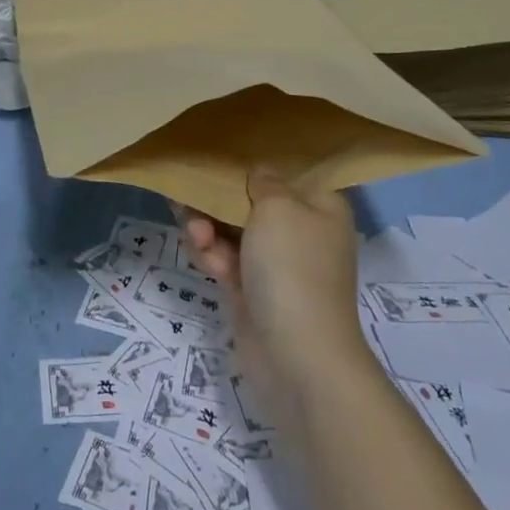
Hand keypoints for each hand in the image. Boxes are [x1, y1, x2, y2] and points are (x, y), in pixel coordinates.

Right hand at [180, 169, 375, 394]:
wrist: (295, 353)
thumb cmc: (292, 266)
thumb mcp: (279, 206)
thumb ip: (263, 181)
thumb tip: (260, 173)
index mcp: (320, 207)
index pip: (286, 175)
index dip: (254, 165)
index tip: (220, 156)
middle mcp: (301, 232)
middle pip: (251, 202)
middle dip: (218, 201)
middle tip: (189, 196)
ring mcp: (276, 264)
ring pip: (231, 231)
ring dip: (208, 229)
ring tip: (196, 234)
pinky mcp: (252, 290)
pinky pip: (225, 260)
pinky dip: (211, 256)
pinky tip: (202, 258)